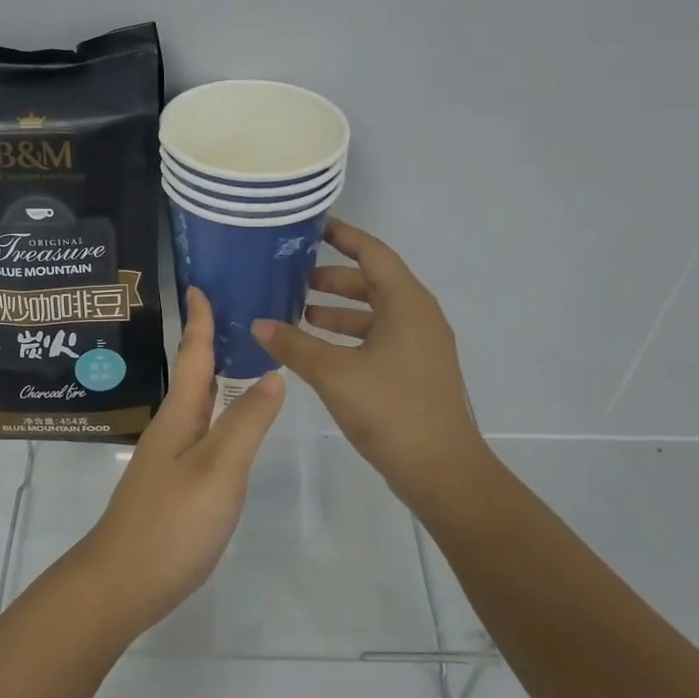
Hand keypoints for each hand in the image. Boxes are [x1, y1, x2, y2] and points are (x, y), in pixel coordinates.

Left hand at [74, 286, 283, 638]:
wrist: (122, 582)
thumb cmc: (172, 522)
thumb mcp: (219, 469)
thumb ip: (246, 423)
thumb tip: (271, 372)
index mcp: (180, 415)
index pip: (193, 355)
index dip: (200, 320)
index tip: (201, 284)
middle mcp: (172, 428)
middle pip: (193, 374)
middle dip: (210, 341)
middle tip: (238, 313)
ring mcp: (170, 457)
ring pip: (196, 403)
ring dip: (214, 375)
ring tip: (241, 358)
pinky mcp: (174, 483)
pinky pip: (200, 430)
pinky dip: (217, 412)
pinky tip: (229, 422)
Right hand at [251, 219, 486, 507]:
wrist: (441, 471)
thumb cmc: (390, 409)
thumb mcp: (334, 373)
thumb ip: (294, 345)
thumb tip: (257, 323)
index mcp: (407, 304)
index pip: (372, 253)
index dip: (342, 236)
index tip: (311, 226)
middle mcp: (417, 317)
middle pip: (371, 282)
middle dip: (331, 278)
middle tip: (291, 276)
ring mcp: (418, 346)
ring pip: (372, 313)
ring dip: (336, 310)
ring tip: (295, 312)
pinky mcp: (413, 371)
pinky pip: (376, 338)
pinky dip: (346, 336)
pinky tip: (316, 349)